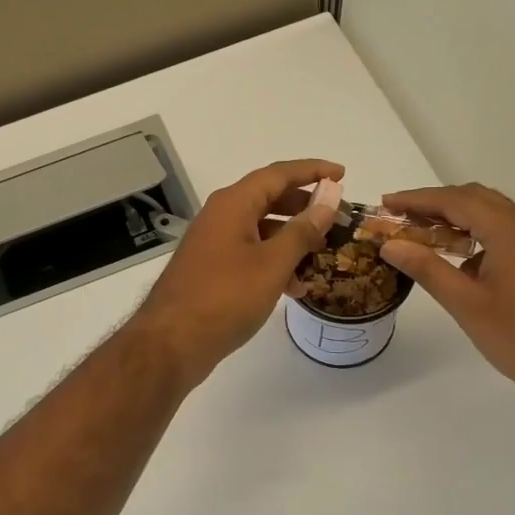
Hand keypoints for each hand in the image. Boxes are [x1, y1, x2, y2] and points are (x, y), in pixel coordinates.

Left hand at [131, 159, 343, 385]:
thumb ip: (303, 228)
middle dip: (304, 206)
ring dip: (292, 239)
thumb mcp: (272, 263)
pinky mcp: (211, 269)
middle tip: (336, 216)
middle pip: (268, 198)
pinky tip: (295, 287)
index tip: (342, 174)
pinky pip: (249, 254)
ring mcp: (213, 243)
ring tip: (322, 254)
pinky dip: (274, 262)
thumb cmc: (226, 297)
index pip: (278, 174)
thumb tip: (329, 196)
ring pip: (260, 229)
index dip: (312, 171)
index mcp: (233, 204)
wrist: (172, 343)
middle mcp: (221, 216)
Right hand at [378, 184, 514, 425]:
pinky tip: (461, 261)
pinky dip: (478, 236)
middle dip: (437, 203)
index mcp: (510, 231)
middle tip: (401, 216)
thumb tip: (390, 244)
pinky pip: (506, 235)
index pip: (456, 200)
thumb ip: (427, 268)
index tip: (386, 202)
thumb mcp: (466, 304)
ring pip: (493, 216)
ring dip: (458, 219)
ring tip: (423, 235)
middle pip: (476, 199)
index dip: (417, 199)